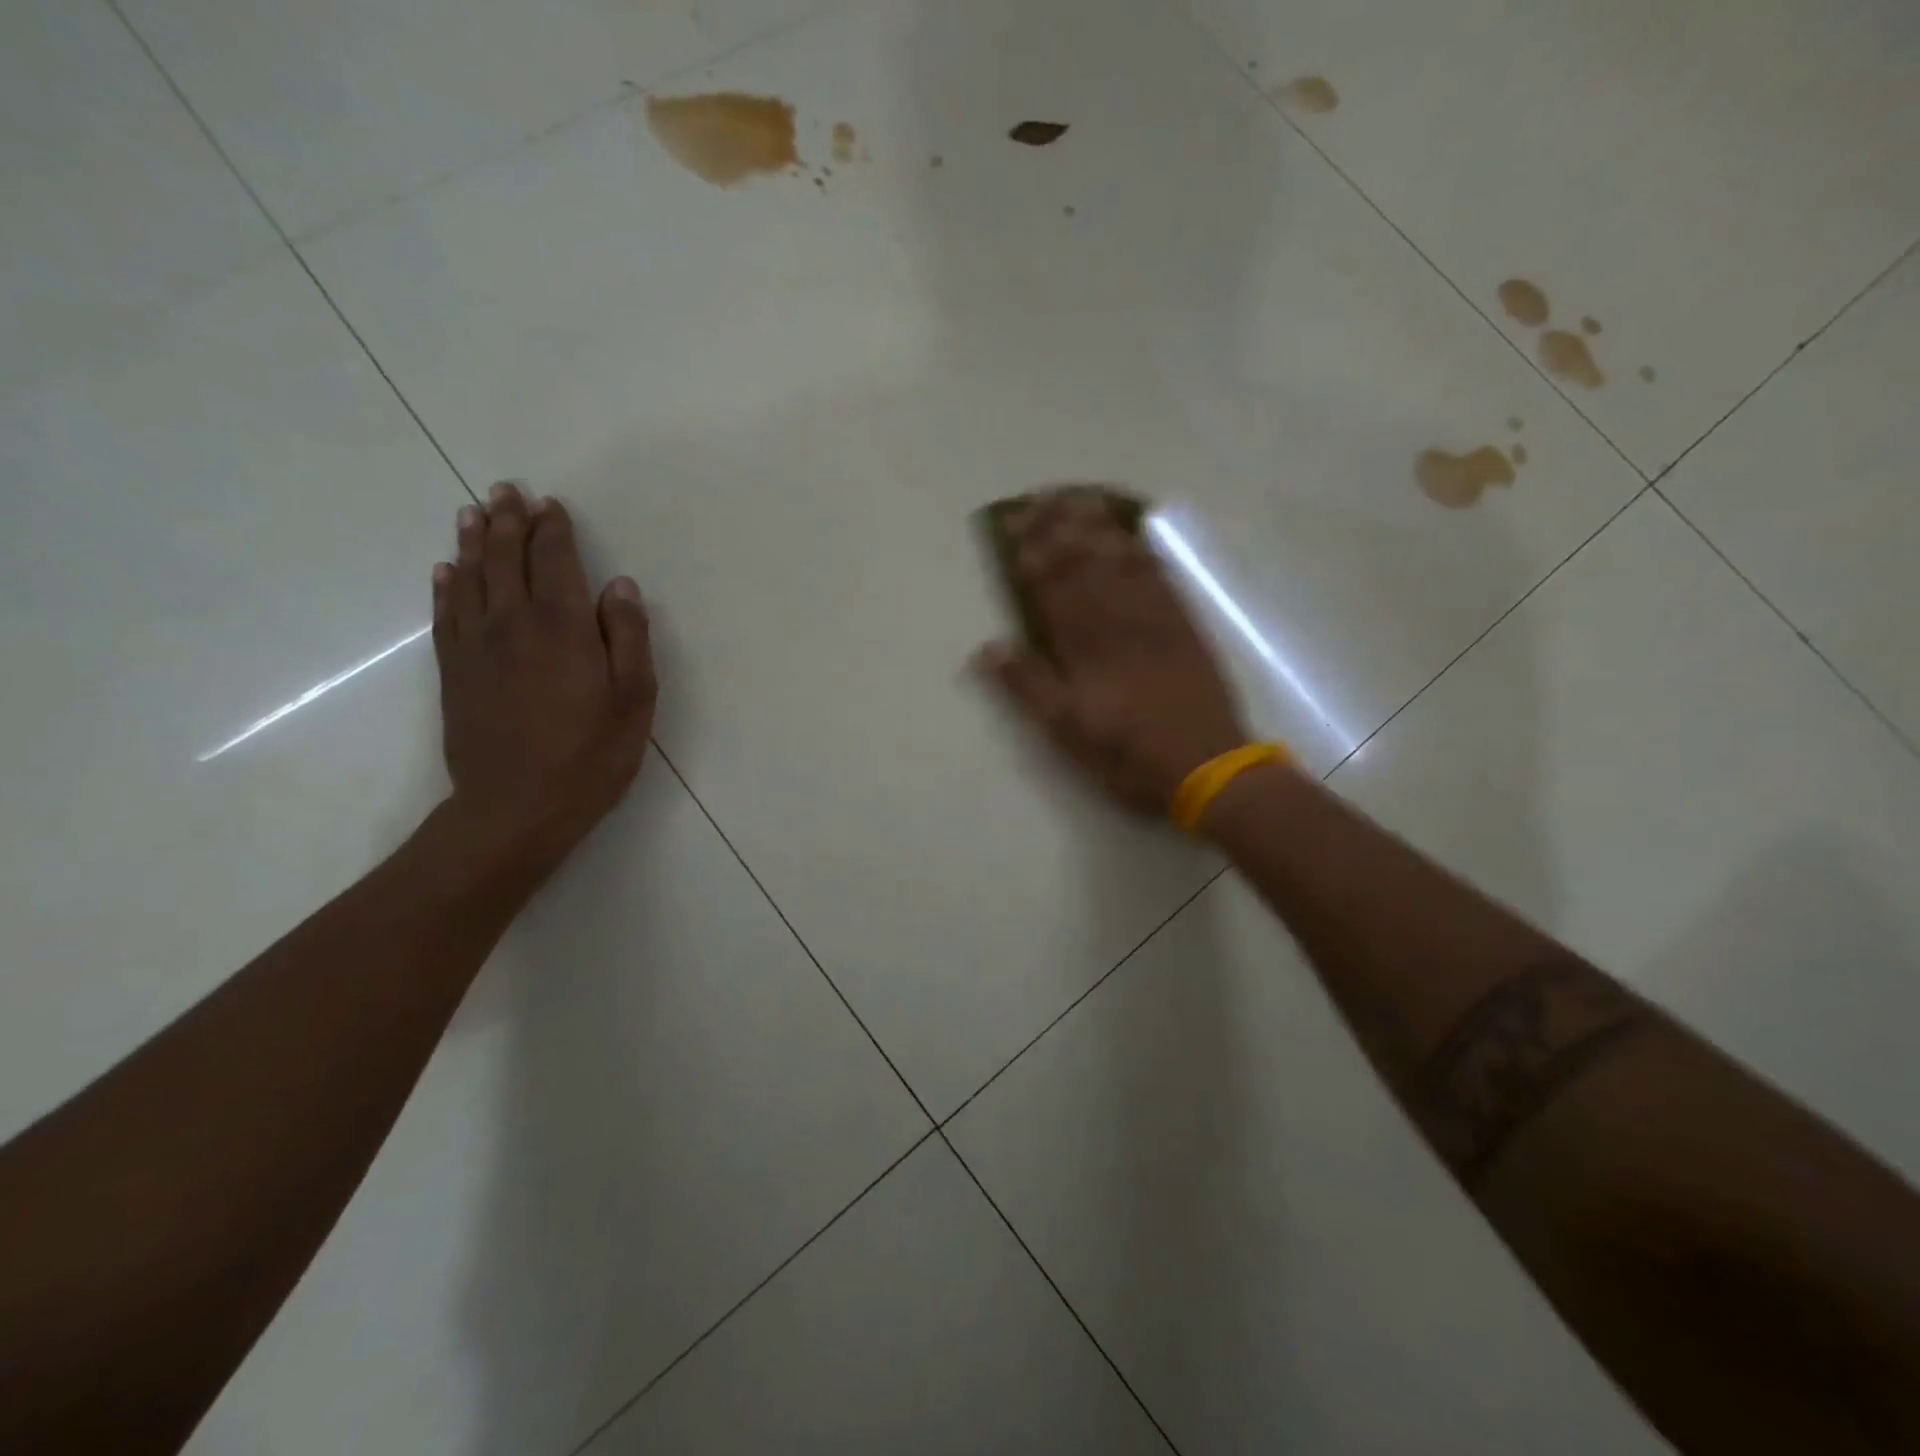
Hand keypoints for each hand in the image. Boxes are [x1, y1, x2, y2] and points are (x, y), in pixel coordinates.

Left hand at [432, 482, 655, 871]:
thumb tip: (619, 585)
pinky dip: (446, 585)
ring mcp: (476, 647)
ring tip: (473, 512)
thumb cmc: (590, 755)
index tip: (550, 504)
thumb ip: (628, 637)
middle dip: (508, 521)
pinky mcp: (454, 672)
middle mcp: (512, 623)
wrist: (516, 807)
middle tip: (505, 490)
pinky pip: (446, 614)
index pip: (554, 561)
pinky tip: (447, 570)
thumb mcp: (633, 698)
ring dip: (473, 541)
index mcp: (562, 627)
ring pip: (470, 578)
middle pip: (505, 559)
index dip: (553, 529)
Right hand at [973, 487, 1247, 814]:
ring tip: (1078, 498)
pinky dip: (1143, 549)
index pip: (1052, 584)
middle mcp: (1118, 620)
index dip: (1031, 551)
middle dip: (1059, 526)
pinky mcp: (1185, 625)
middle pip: (1084, 561)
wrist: (1207, 766)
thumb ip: (1028, 687)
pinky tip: (1132, 534)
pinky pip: (1161, 575)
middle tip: (1040, 496)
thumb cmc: (1128, 754)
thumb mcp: (1067, 731)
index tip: (1013, 522)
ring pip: (1121, 559)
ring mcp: (1156, 618)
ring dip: (1097, 526)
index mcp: (1085, 645)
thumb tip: (988, 647)